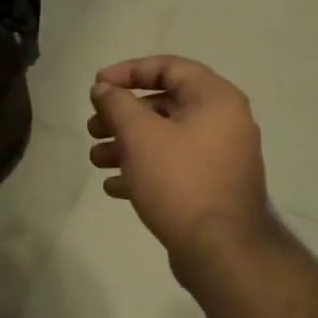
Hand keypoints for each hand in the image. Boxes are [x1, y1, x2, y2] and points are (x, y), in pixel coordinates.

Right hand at [88, 56, 274, 260]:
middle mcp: (224, 121)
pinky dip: (145, 169)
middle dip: (122, 115)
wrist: (221, 251)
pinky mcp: (213, 186)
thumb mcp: (139, 136)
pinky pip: (175, 166)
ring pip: (166, 138)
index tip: (97, 86)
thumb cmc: (179, 181)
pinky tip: (114, 186)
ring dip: (127, 144)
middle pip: (165, 104)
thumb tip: (103, 88)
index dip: (128, 71)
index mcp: (215, 98)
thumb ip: (117, 104)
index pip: (168, 67)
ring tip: (96, 159)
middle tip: (92, 127)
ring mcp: (221, 156)